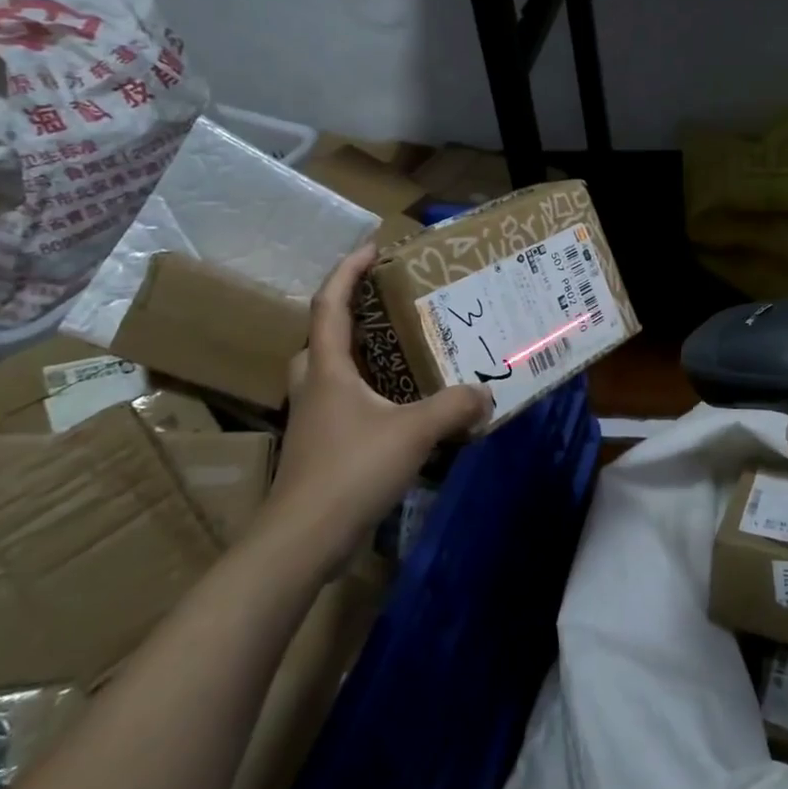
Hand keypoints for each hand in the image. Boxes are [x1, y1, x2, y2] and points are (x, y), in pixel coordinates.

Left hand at [265, 244, 490, 552]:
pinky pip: (342, 403)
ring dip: (358, 355)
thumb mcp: (413, 431)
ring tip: (399, 352)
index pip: (331, 303)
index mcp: (327, 368)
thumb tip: (486, 393)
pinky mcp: (319, 448)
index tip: (373, 247)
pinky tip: (398, 408)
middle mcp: (314, 386)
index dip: (348, 270)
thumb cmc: (350, 470)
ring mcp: (313, 419)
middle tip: (388, 307)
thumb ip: (454, 406)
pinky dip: (367, 393)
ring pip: (330, 373)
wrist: (301, 541)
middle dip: (350, 313)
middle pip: (323, 336)